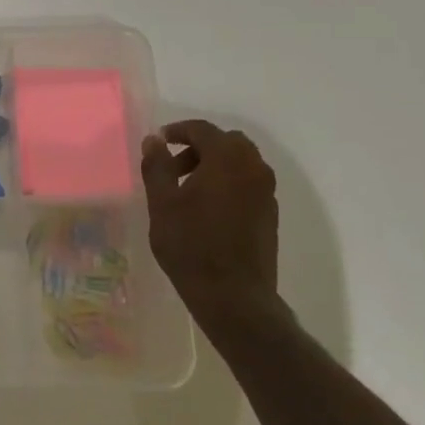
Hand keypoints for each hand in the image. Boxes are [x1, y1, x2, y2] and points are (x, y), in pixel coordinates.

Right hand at [141, 121, 286, 332]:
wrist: (233, 295)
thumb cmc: (191, 245)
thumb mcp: (162, 203)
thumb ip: (157, 166)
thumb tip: (154, 140)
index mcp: (227, 158)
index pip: (203, 129)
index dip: (178, 131)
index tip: (159, 141)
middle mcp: (254, 167)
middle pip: (226, 142)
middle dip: (199, 147)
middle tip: (173, 166)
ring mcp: (266, 191)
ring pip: (240, 163)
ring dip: (214, 165)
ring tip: (187, 190)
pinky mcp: (270, 213)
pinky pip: (248, 183)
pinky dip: (228, 183)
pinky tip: (207, 209)